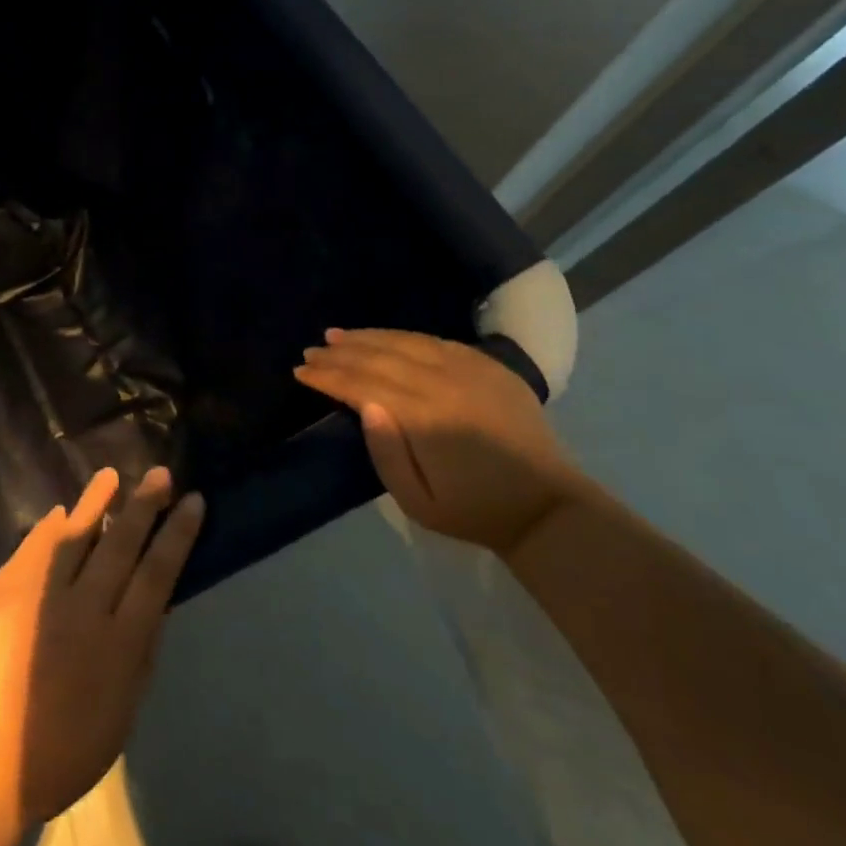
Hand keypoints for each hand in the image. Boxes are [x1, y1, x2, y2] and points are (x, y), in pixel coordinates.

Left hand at [0, 465, 204, 845]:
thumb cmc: (51, 760)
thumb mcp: (115, 722)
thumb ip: (137, 662)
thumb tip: (153, 611)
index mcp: (119, 647)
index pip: (157, 575)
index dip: (177, 536)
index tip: (192, 502)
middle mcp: (85, 610)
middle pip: (121, 546)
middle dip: (144, 506)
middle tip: (160, 474)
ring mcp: (41, 594)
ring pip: (77, 535)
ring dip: (97, 502)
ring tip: (113, 475)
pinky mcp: (4, 590)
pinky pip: (34, 548)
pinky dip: (50, 528)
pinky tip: (60, 511)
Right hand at [295, 328, 587, 554]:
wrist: (545, 507)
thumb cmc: (471, 510)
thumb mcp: (417, 501)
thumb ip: (385, 452)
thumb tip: (365, 405)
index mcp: (425, 417)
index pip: (363, 384)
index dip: (329, 376)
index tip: (300, 372)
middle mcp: (445, 383)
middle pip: (380, 358)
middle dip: (340, 354)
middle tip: (310, 351)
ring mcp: (470, 369)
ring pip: (406, 341)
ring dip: (367, 337)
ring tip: (337, 335)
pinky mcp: (489, 366)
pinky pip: (436, 341)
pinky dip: (402, 336)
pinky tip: (384, 338)